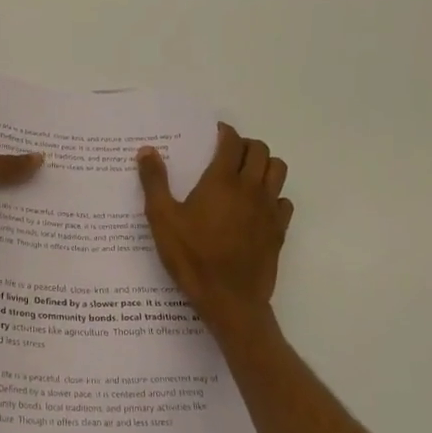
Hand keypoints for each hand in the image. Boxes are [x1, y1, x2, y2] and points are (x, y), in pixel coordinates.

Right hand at [137, 123, 292, 327]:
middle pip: (260, 150)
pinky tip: (258, 207)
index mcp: (222, 181)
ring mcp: (269, 209)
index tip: (215, 134)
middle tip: (228, 153)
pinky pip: (284, 201)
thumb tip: (147, 151)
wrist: (230, 299)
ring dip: (264, 165)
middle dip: (246, 145)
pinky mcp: (279, 230)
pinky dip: (274, 196)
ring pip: (278, 170)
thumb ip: (154, 182)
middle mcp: (250, 188)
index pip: (232, 142)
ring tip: (246, 174)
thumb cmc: (192, 257)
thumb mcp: (162, 219)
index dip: (225, 132)